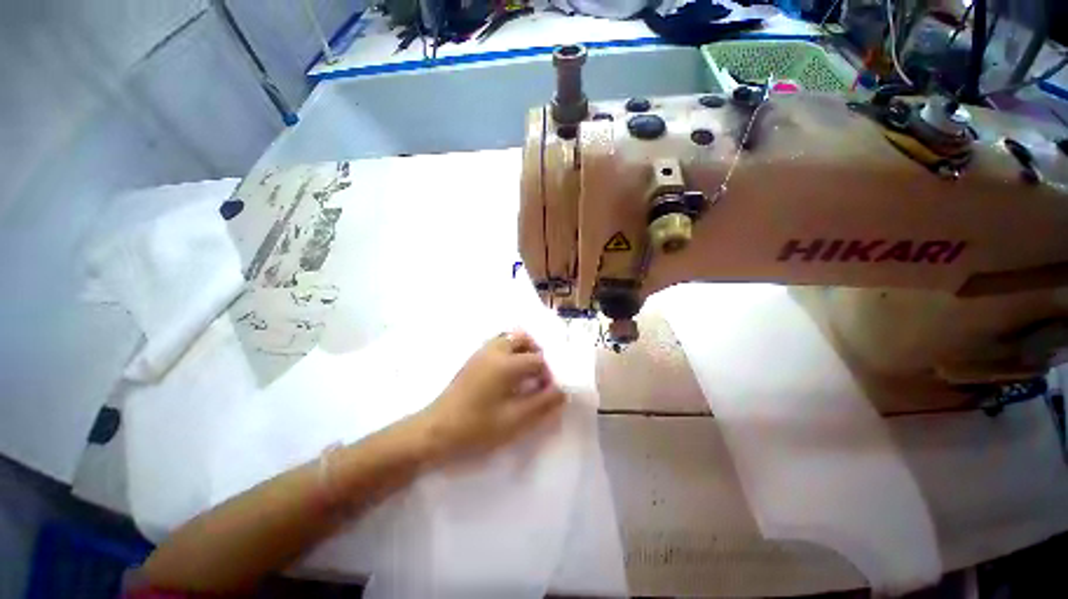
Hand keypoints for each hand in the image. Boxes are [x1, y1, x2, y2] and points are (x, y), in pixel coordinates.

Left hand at [417, 330, 565, 462]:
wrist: (435, 431)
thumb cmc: (476, 428)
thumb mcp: (515, 420)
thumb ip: (542, 404)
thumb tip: (562, 391)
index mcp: (506, 363)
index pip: (538, 360)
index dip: (548, 374)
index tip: (547, 392)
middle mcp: (495, 350)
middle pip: (523, 339)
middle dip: (536, 354)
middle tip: (538, 377)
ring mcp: (481, 353)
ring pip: (509, 339)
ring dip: (522, 351)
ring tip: (524, 375)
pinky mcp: (472, 359)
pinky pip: (497, 345)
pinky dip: (509, 352)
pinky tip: (507, 376)